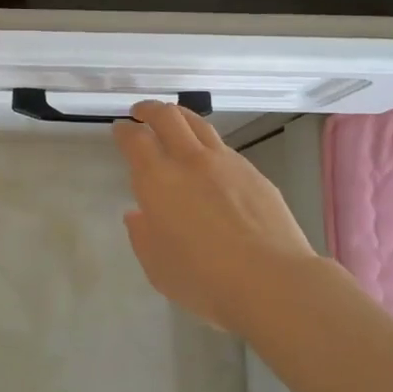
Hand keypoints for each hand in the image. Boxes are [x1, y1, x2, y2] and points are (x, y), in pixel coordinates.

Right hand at [113, 101, 317, 333]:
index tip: (120, 129)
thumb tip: (139, 215)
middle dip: (150, 110)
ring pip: (198, 123)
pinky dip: (207, 144)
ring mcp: (225, 162)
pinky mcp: (253, 172)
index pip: (135, 139)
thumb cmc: (205, 281)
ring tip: (174, 121)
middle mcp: (189, 161)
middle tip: (142, 113)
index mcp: (158, 181)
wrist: (272, 281)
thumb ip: (143, 236)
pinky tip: (210, 161)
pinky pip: (223, 146)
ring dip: (180, 116)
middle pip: (167, 116)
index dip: (124, 131)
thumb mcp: (158, 268)